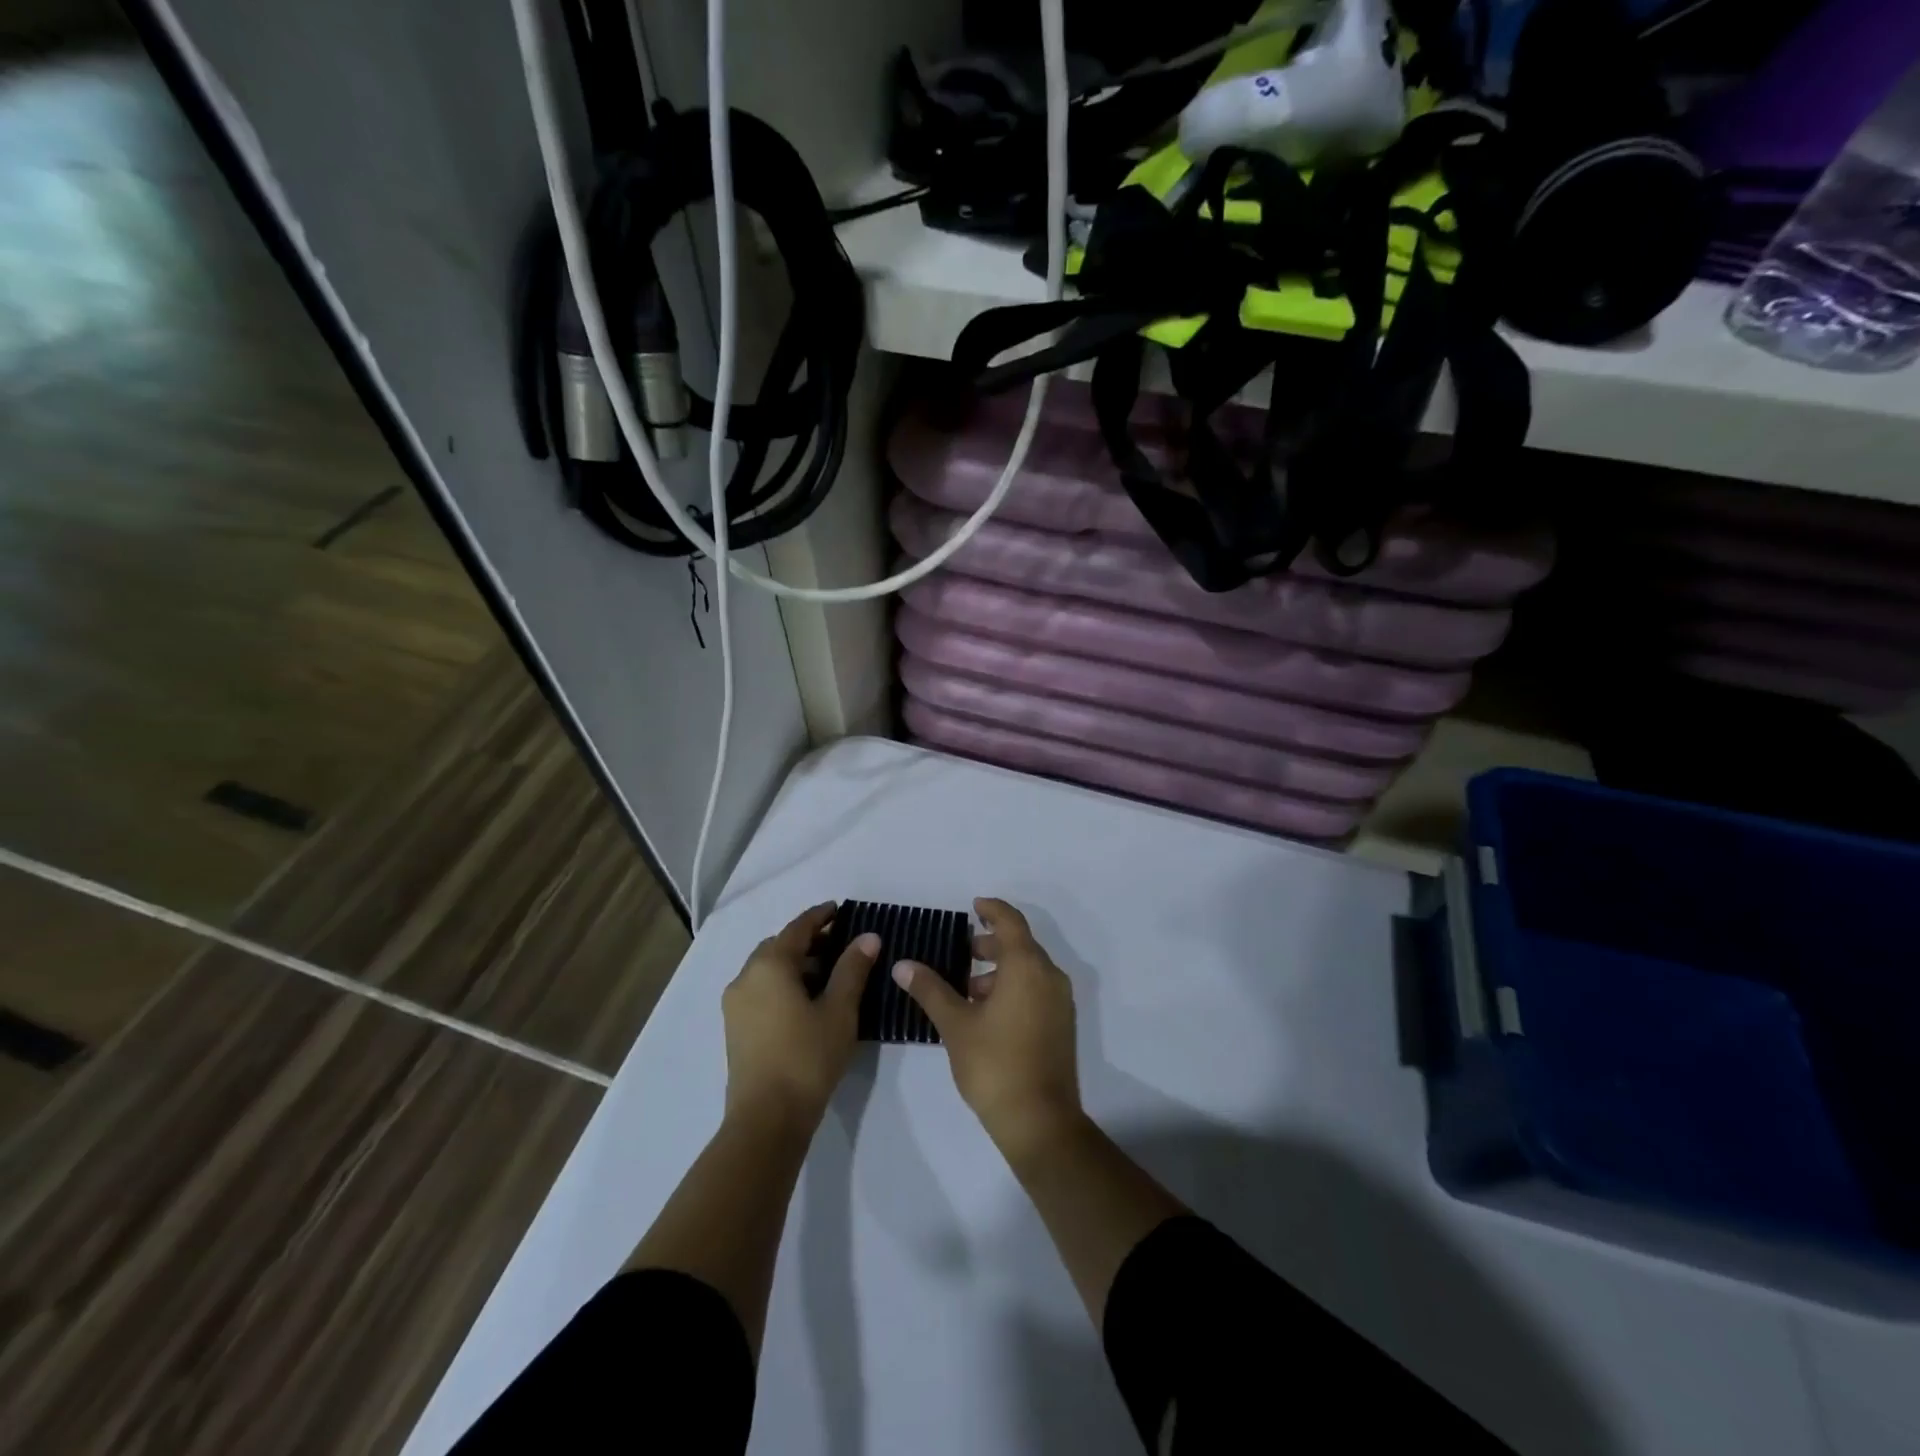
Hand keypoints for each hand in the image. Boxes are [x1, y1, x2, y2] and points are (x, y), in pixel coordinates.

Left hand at [722, 903, 878, 1126]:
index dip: (820, 916)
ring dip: (795, 963)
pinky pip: (760, 989)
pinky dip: (782, 983)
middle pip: (778, 946)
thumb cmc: (807, 1057)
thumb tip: (868, 937)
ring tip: (827, 974)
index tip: (839, 909)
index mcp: (770, 965)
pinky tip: (806, 1001)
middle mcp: (746, 977)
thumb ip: (852, 968)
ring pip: (767, 969)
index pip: (798, 928)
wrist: (767, 1119)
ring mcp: (736, 1004)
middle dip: (807, 941)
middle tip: (838, 944)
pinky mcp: (735, 1028)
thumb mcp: (839, 1010)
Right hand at [893, 898, 1083, 1165]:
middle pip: (1021, 945)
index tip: (973, 906)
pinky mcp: (1062, 1024)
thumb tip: (903, 964)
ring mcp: (1060, 1002)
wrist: (1040, 1120)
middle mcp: (1050, 976)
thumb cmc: (994, 1064)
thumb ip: (930, 989)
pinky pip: (1037, 989)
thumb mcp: (955, 1024)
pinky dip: (1014, 987)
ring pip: (1029, 969)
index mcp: (1027, 967)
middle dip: (991, 943)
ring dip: (1000, 969)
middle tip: (962, 951)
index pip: (1011, 922)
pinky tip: (986, 1012)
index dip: (992, 909)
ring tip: (967, 988)